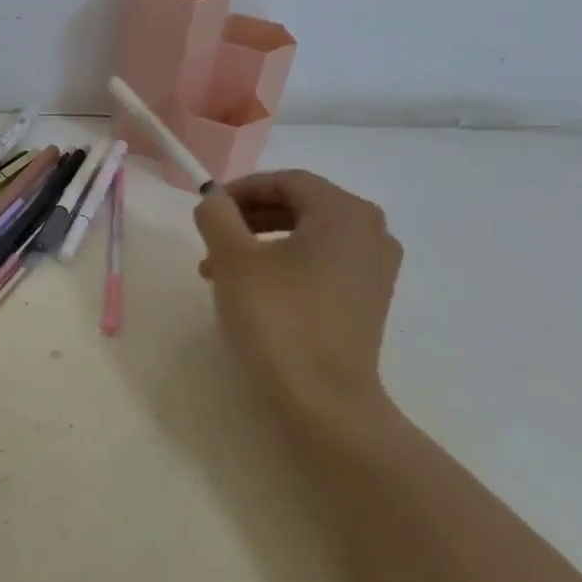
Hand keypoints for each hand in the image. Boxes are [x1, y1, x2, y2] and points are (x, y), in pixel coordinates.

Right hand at [193, 170, 402, 425]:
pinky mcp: (368, 301)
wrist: (324, 401)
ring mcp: (374, 270)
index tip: (206, 209)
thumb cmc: (278, 320)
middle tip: (211, 240)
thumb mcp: (234, 260)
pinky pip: (322, 265)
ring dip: (262, 244)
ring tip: (221, 270)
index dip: (241, 189)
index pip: (286, 181)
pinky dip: (286, 266)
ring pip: (308, 238)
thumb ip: (217, 216)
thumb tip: (213, 199)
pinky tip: (254, 291)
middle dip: (249, 219)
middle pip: (300, 207)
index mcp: (345, 213)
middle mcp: (371, 233)